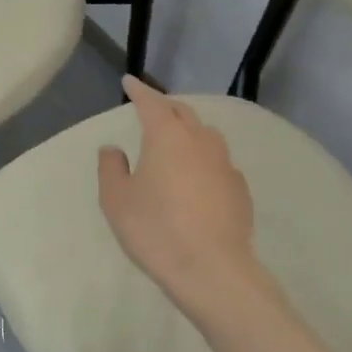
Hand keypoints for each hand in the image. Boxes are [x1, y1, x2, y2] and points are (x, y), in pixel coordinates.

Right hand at [98, 77, 269, 316]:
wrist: (212, 269)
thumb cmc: (155, 230)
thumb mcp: (117, 201)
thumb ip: (111, 168)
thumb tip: (113, 149)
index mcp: (168, 136)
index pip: (152, 102)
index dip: (139, 90)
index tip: (129, 82)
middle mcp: (201, 141)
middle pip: (183, 113)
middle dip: (165, 107)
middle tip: (151, 109)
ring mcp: (225, 163)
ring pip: (205, 135)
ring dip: (189, 130)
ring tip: (176, 140)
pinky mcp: (240, 188)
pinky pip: (218, 161)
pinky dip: (204, 158)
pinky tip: (197, 177)